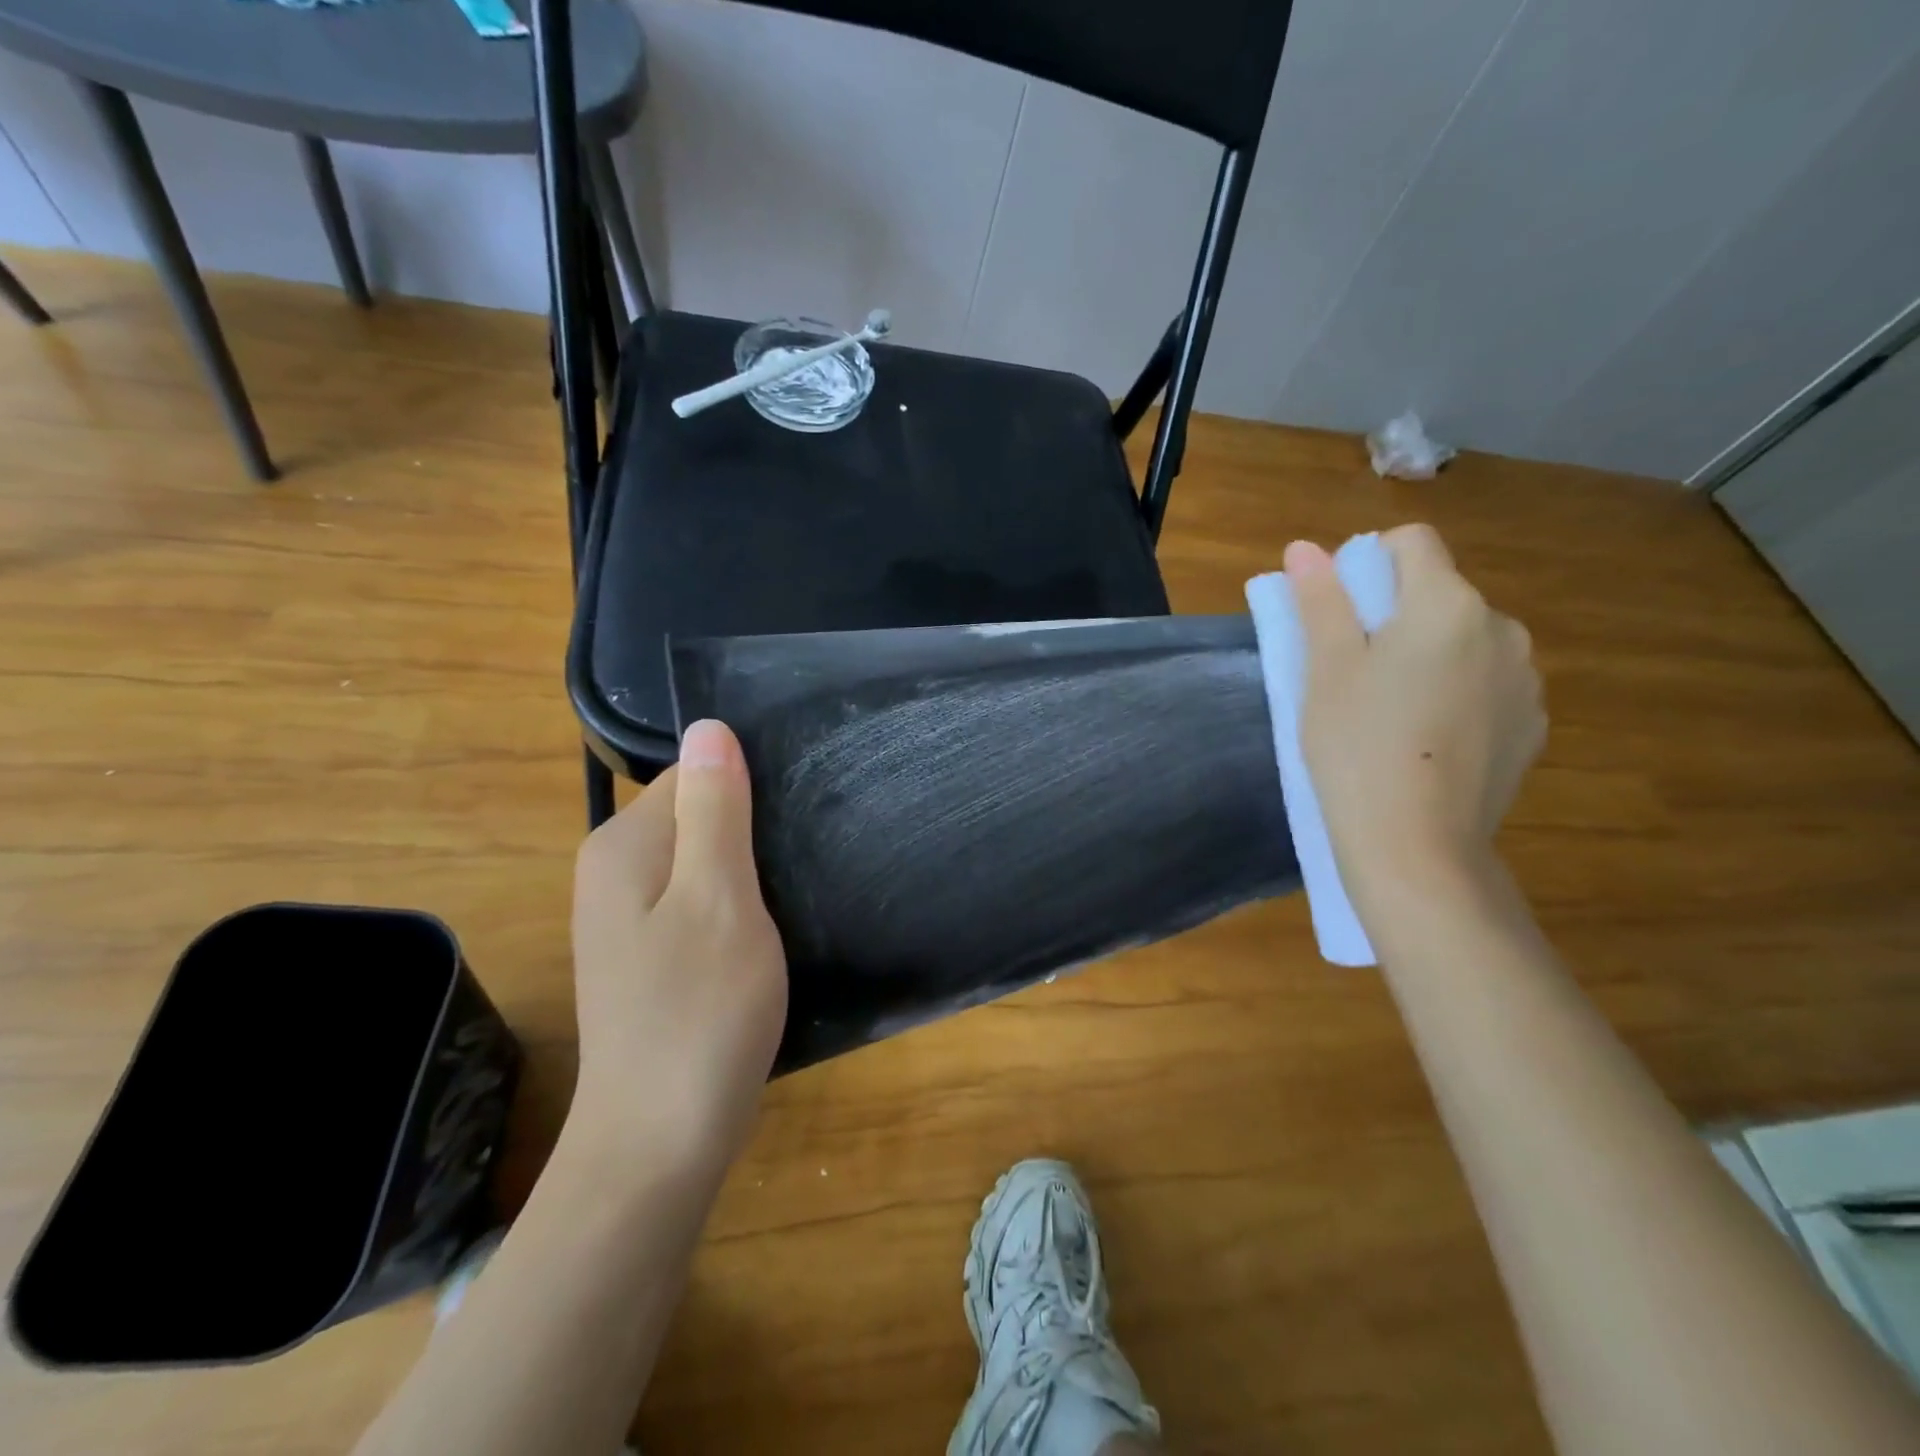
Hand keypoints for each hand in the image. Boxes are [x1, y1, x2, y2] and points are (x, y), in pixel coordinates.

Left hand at [568, 720, 787, 1180]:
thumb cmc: (699, 1012)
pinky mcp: (647, 954)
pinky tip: (758, 942)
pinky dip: (733, 910)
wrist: (659, 1142)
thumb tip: (708, 727)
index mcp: (622, 846)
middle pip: (695, 816)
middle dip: (747, 837)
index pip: (693, 776)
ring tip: (783, 911)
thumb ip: (714, 810)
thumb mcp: (720, 897)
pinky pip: (697, 902)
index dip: (745, 797)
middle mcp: (612, 872)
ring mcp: (626, 917)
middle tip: (789, 880)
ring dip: (746, 876)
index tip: (784, 837)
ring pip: (702, 862)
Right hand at [1286, 525, 1545, 897]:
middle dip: (1396, 616)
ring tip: (1390, 714)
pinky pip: (1486, 684)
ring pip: (1465, 640)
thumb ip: (1320, 601)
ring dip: (1429, 654)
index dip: (1367, 565)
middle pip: (1439, 593)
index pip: (1411, 543)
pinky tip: (1427, 741)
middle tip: (1353, 674)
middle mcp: (1501, 628)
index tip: (1339, 615)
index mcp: (1447, 604)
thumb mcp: (1325, 671)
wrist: (1416, 846)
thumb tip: (1304, 547)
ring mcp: (1525, 679)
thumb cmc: (1356, 748)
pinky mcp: (1532, 724)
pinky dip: (1456, 693)